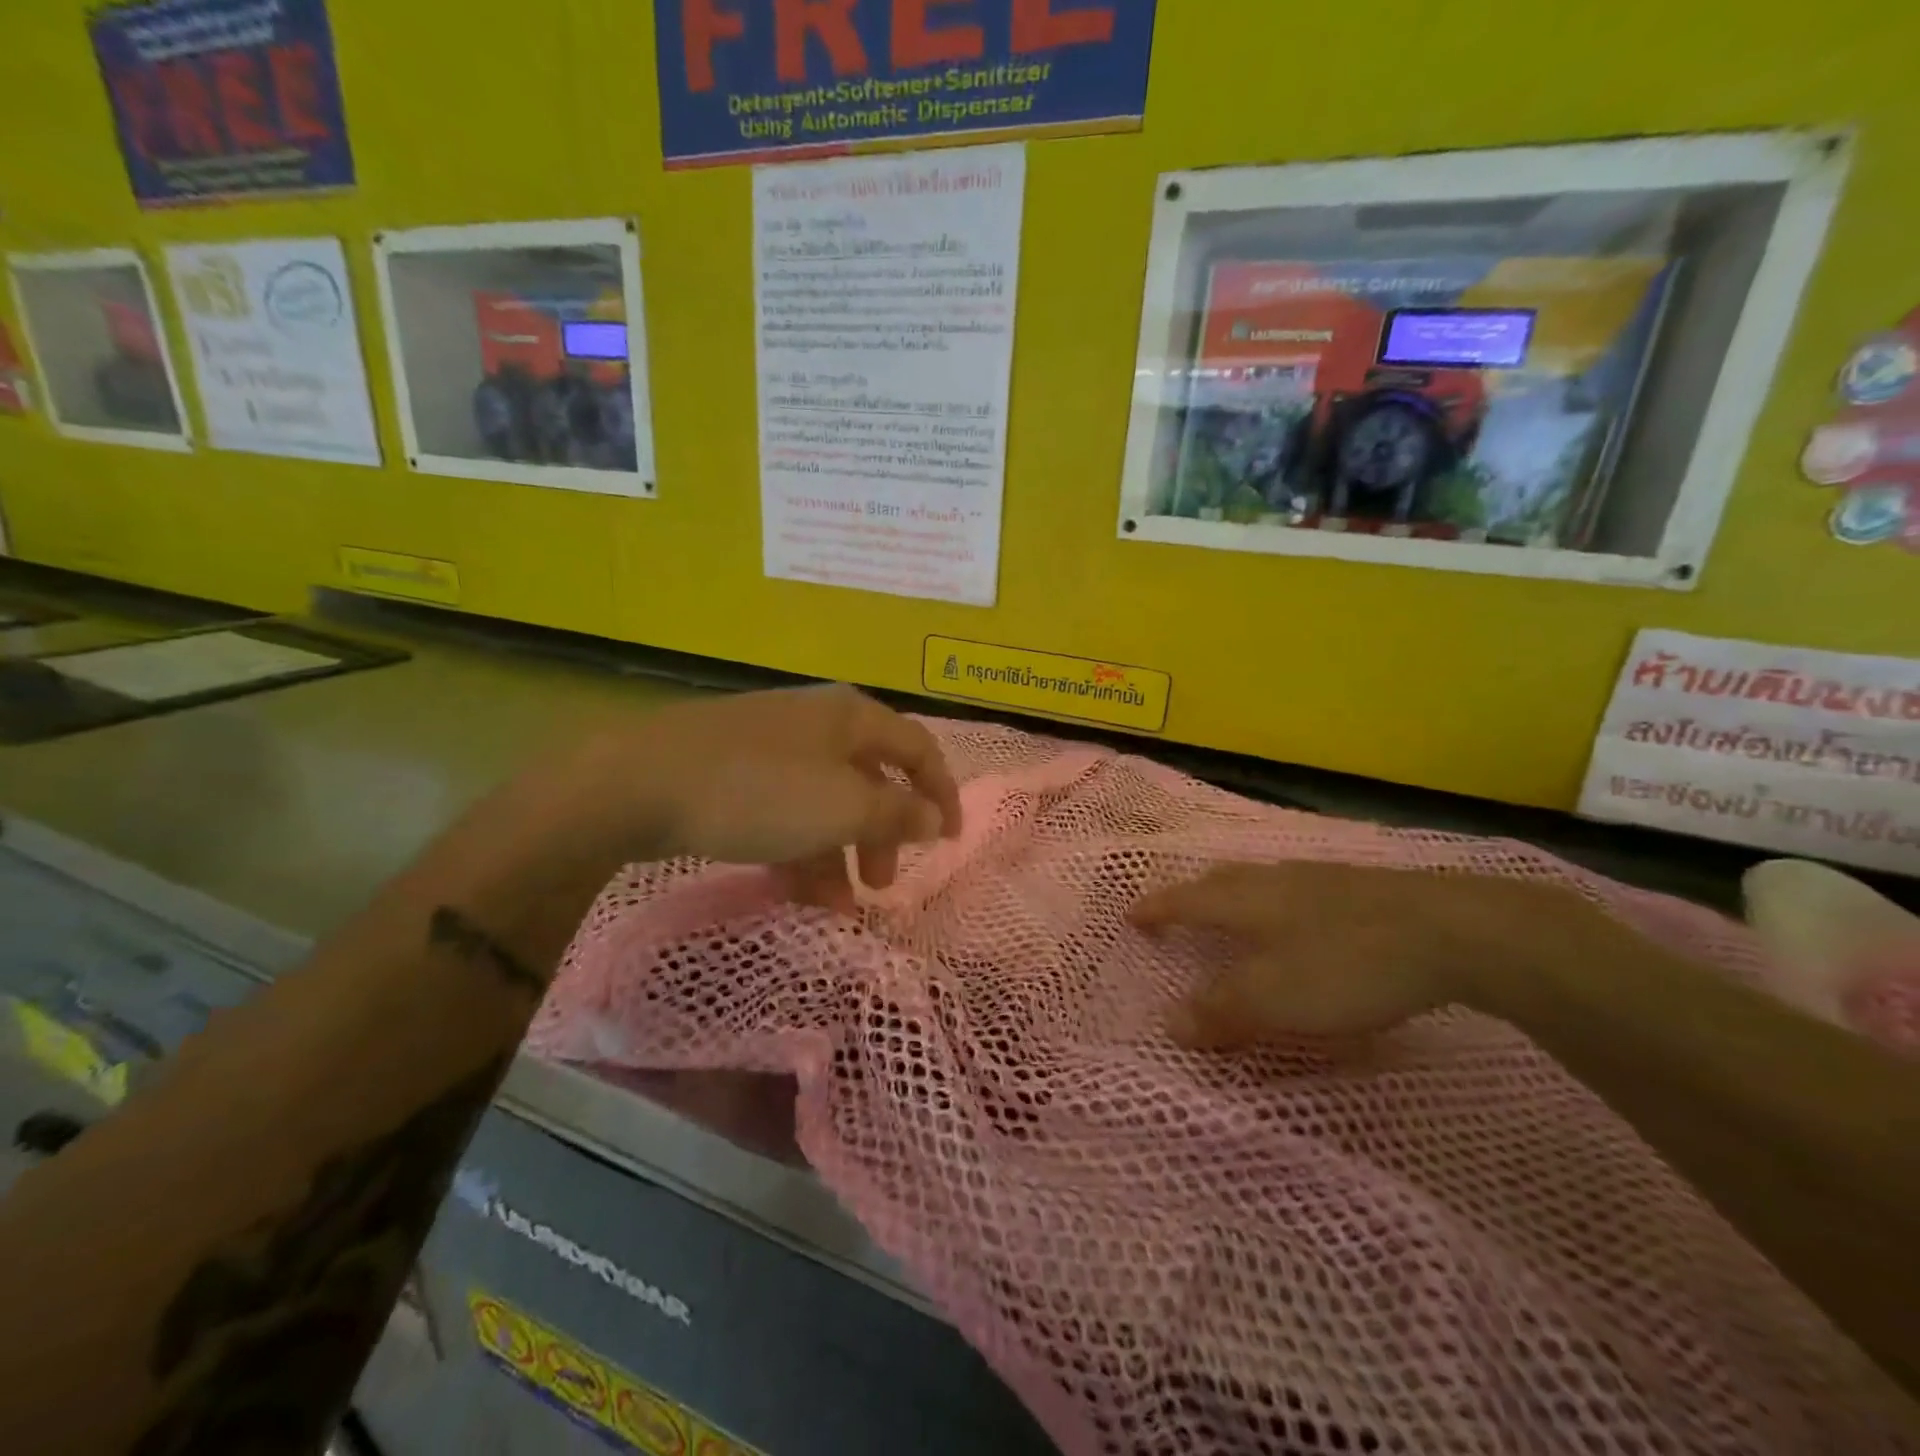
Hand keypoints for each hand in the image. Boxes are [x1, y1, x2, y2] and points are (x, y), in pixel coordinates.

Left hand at [569, 685, 962, 901]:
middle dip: (881, 836)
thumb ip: (897, 814)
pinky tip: (789, 887)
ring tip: (830, 905)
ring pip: (824, 801)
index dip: (942, 793)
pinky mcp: (732, 769)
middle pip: (869, 780)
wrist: (637, 781)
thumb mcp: (842, 808)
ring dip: (837, 853)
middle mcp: (816, 722)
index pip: (918, 748)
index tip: (949, 841)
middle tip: (880, 885)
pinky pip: (784, 809)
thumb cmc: (760, 791)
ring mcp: (771, 743)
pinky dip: (797, 846)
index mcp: (851, 717)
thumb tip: (936, 817)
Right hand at [1130, 863, 1582, 1045]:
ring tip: (1238, 914)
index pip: (1184, 900)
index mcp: (1245, 900)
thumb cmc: (1348, 964)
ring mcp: (1320, 878)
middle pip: (1220, 881)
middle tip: (1179, 913)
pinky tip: (1306, 920)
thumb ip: (1220, 1011)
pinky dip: (1281, 902)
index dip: (1155, 909)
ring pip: (1262, 881)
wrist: (1453, 931)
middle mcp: (1275, 879)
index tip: (1131, 916)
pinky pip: (1300, 888)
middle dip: (1193, 896)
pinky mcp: (1362, 887)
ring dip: (1238, 896)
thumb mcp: (1276, 998)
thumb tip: (1168, 1023)